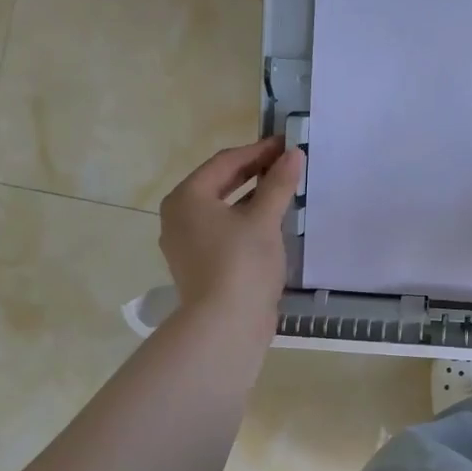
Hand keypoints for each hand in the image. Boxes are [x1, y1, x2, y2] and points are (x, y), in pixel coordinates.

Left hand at [160, 139, 303, 334]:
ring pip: (222, 209)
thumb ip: (278, 184)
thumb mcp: (264, 219)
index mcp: (187, 198)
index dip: (258, 150)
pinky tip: (270, 223)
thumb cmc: (241, 264)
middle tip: (286, 163)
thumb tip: (293, 154)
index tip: (286, 144)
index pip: (225, 162)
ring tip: (282, 190)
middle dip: (254, 172)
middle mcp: (179, 217)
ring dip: (252, 197)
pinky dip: (245, 221)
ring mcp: (186, 244)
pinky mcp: (200, 265)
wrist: (225, 326)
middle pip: (220, 183)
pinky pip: (223, 231)